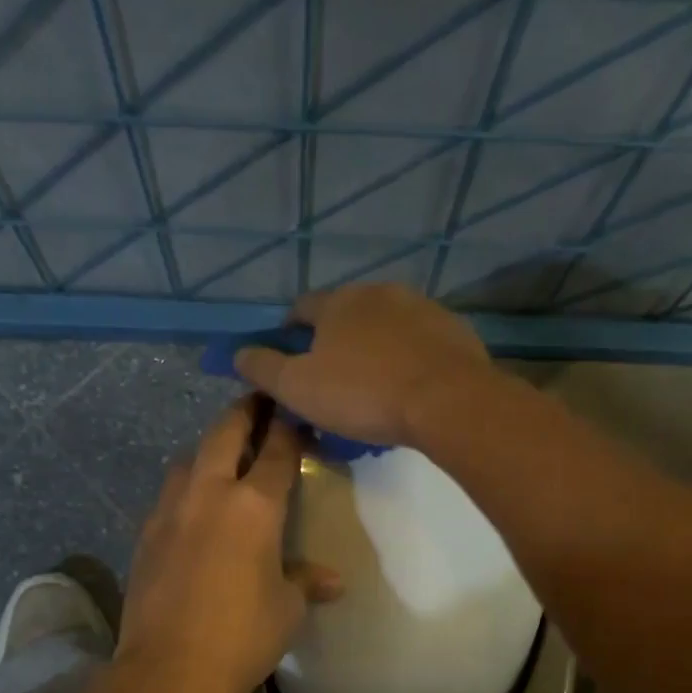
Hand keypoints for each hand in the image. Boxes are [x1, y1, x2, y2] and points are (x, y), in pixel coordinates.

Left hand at [116, 396, 342, 692]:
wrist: (170, 669)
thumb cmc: (243, 635)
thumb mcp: (287, 608)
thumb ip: (306, 582)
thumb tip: (332, 581)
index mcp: (253, 505)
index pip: (277, 451)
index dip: (290, 427)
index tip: (297, 413)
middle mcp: (208, 493)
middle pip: (224, 433)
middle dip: (244, 413)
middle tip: (258, 403)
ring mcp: (169, 511)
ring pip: (187, 458)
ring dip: (208, 448)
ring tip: (223, 457)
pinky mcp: (145, 534)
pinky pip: (168, 494)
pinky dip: (185, 486)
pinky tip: (193, 507)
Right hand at [233, 283, 492, 448]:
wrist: (447, 400)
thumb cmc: (363, 393)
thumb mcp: (298, 388)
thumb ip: (264, 369)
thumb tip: (238, 353)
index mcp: (337, 302)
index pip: (301, 308)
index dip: (289, 333)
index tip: (289, 361)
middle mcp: (378, 292)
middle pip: (345, 314)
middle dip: (334, 341)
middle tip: (332, 379)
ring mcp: (421, 306)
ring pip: (385, 326)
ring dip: (374, 347)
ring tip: (373, 385)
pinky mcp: (453, 328)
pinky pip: (419, 341)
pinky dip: (408, 357)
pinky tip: (408, 385)